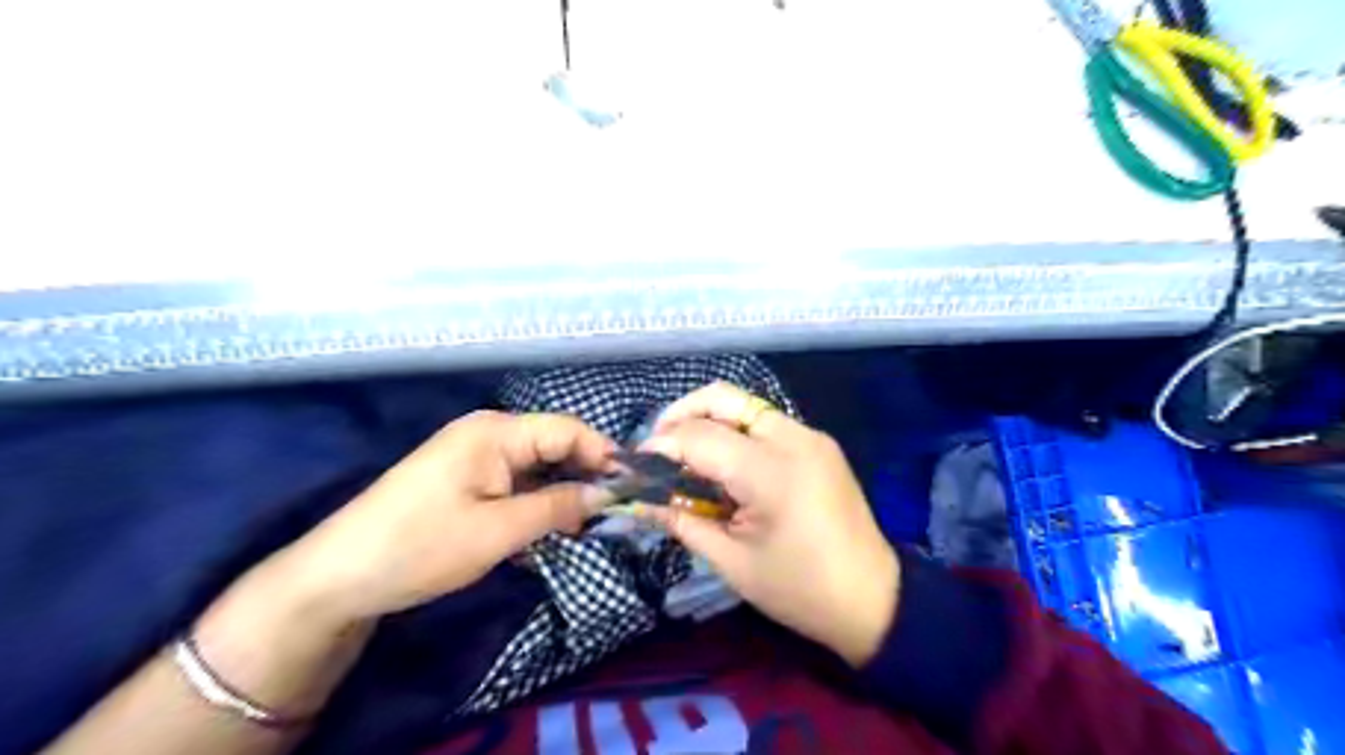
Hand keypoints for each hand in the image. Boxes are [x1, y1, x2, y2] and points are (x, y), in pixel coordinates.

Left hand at [280, 413, 613, 625]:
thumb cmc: (422, 547)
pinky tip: (549, 525)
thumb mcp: (499, 530)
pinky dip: (536, 499)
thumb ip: (558, 506)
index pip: (568, 430)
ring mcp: (473, 454)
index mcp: (496, 431)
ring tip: (586, 524)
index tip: (633, 486)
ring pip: (537, 465)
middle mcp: (488, 432)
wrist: (338, 576)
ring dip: (562, 491)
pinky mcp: (464, 477)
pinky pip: (515, 480)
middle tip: (612, 512)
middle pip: (554, 444)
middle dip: (585, 475)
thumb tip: (606, 493)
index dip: (604, 454)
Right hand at [638, 383, 896, 664]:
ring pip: (744, 404)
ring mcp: (811, 436)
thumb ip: (681, 521)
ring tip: (685, 456)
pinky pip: (765, 422)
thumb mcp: (732, 562)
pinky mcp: (819, 443)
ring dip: (708, 420)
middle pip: (722, 397)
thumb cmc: (799, 589)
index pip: (700, 436)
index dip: (661, 445)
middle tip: (659, 446)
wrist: (874, 599)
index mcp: (772, 472)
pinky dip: (735, 431)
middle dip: (681, 413)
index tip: (637, 465)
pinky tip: (723, 464)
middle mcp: (793, 439)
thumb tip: (639, 501)